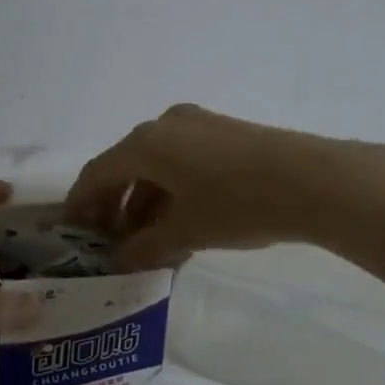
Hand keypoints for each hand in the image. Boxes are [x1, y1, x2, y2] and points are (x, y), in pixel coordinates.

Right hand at [65, 104, 358, 268]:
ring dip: (145, 202)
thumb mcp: (185, 231)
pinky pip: (182, 161)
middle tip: (109, 242)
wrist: (312, 181)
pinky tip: (180, 223)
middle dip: (114, 206)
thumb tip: (118, 259)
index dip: (80, 203)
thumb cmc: (237, 204)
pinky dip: (171, 191)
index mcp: (145, 144)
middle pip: (125, 166)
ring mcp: (197, 125)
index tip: (72, 232)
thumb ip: (144, 247)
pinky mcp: (224, 133)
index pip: (97, 173)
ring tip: (146, 242)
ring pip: (156, 165)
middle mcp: (165, 125)